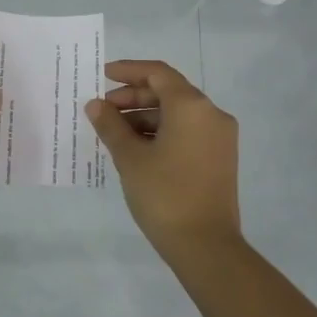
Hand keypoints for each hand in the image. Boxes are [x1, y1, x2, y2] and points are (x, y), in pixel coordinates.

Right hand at [85, 59, 242, 265]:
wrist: (206, 246)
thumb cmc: (165, 194)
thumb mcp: (130, 158)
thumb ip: (110, 126)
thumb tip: (96, 106)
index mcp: (191, 106)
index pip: (157, 73)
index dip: (128, 71)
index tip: (103, 76)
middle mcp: (211, 114)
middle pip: (168, 92)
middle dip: (133, 97)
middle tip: (103, 110)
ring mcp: (219, 137)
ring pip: (178, 113)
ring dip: (145, 117)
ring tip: (114, 132)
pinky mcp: (220, 158)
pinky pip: (187, 132)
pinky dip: (162, 132)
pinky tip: (136, 148)